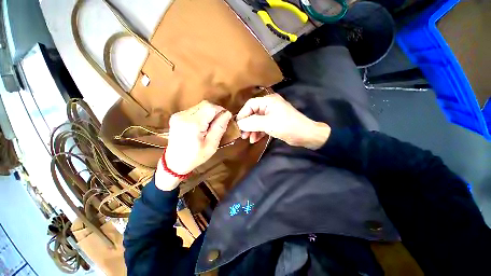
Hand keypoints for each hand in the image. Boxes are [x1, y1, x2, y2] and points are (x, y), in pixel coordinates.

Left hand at [156, 101, 231, 190]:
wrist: (174, 162)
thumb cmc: (195, 157)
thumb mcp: (211, 145)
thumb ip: (219, 128)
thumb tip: (227, 114)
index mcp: (192, 124)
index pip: (210, 107)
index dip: (221, 110)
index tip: (226, 119)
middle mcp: (183, 116)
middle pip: (205, 104)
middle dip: (215, 111)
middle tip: (219, 123)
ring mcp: (178, 115)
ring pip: (200, 106)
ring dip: (209, 113)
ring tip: (210, 125)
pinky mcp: (176, 116)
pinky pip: (194, 110)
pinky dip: (202, 114)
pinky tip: (202, 125)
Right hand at [236, 93, 330, 149]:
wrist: (305, 135)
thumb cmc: (287, 126)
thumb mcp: (267, 124)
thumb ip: (251, 123)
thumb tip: (238, 124)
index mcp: (268, 101)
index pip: (250, 105)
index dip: (243, 115)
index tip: (238, 126)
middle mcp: (269, 105)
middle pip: (252, 113)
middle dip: (247, 125)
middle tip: (243, 135)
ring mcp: (271, 114)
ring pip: (257, 121)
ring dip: (252, 130)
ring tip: (249, 139)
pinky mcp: (274, 122)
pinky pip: (262, 126)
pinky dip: (258, 132)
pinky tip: (255, 140)